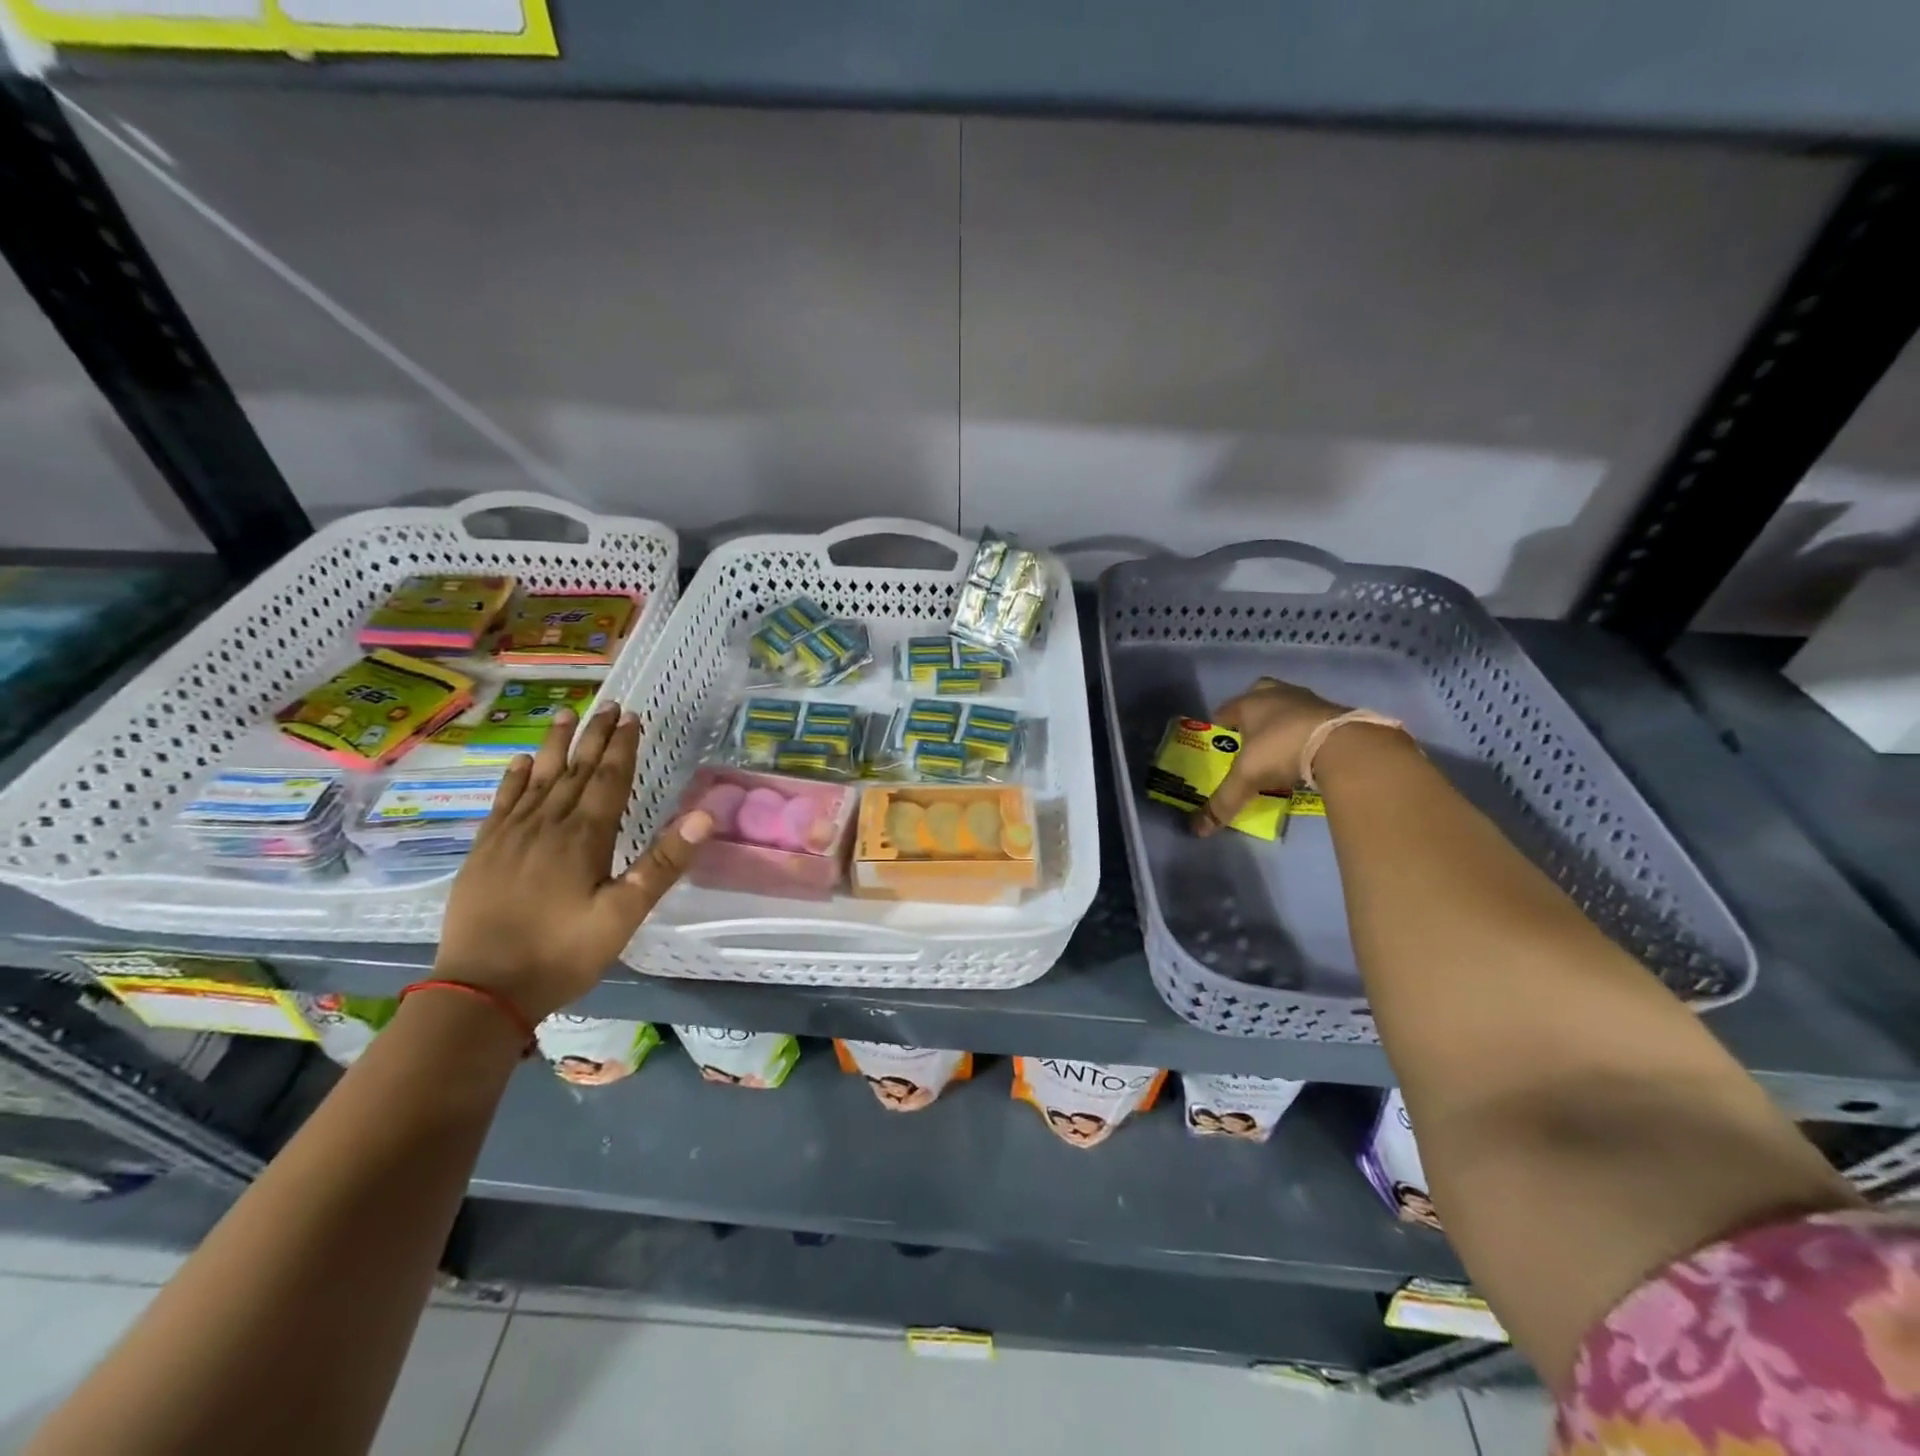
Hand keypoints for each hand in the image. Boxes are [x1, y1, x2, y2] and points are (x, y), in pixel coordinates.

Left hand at [435, 704, 712, 1021]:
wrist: (481, 991)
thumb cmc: (562, 954)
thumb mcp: (624, 914)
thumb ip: (663, 862)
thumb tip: (703, 814)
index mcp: (584, 837)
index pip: (609, 779)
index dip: (622, 747)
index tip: (632, 717)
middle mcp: (547, 825)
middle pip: (575, 770)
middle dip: (594, 736)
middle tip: (607, 705)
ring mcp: (510, 836)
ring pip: (538, 779)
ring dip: (555, 746)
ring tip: (565, 714)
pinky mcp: (485, 852)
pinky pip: (502, 803)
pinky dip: (514, 778)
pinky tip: (521, 762)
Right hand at [1195, 677, 1348, 836]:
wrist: (1342, 744)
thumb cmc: (1281, 750)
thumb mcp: (1247, 779)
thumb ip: (1224, 802)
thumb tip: (1198, 831)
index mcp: (1250, 703)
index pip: (1227, 708)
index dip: (1220, 721)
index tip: (1218, 734)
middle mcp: (1278, 694)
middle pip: (1260, 693)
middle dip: (1254, 708)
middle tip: (1250, 730)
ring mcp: (1310, 700)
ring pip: (1289, 703)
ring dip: (1283, 717)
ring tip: (1280, 740)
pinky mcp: (1337, 712)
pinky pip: (1314, 717)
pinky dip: (1308, 729)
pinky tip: (1307, 747)